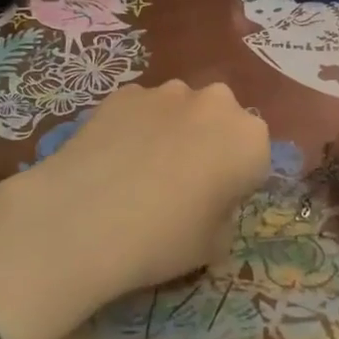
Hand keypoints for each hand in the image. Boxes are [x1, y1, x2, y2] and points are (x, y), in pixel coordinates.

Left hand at [8, 80, 270, 298]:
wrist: (84, 219)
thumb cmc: (164, 239)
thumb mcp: (213, 247)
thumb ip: (223, 217)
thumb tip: (209, 207)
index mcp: (249, 139)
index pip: (254, 159)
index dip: (235, 183)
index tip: (213, 205)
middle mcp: (215, 103)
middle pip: (220, 122)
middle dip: (207, 145)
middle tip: (180, 184)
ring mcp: (166, 91)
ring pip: (180, 110)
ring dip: (171, 132)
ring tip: (139, 171)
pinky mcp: (123, 92)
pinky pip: (141, 110)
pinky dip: (134, 127)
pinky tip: (112, 159)